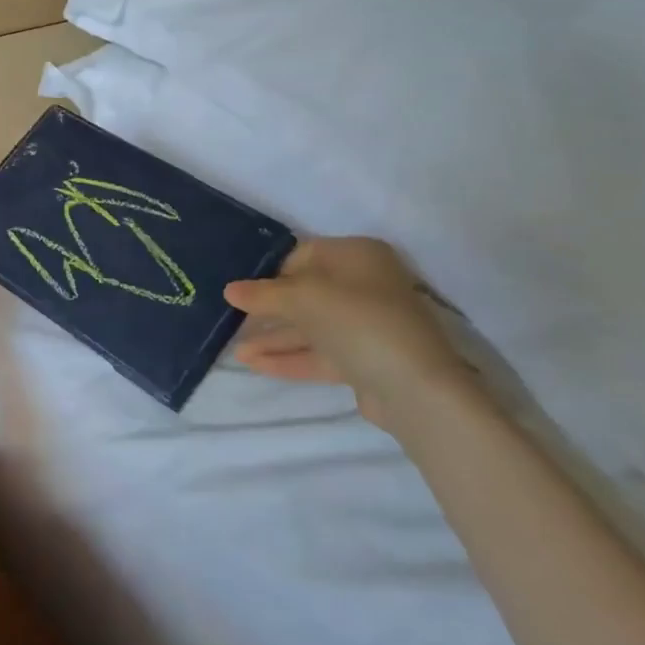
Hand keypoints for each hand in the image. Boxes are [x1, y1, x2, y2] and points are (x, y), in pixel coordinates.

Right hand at [223, 237, 478, 432]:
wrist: (415, 388)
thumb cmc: (358, 321)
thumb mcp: (302, 298)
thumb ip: (263, 294)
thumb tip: (230, 290)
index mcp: (357, 256)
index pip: (303, 255)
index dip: (270, 272)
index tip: (241, 290)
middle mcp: (364, 285)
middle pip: (305, 293)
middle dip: (267, 310)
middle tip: (231, 320)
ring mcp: (366, 325)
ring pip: (310, 327)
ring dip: (273, 338)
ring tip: (234, 351)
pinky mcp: (364, 360)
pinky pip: (319, 353)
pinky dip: (289, 358)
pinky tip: (254, 365)